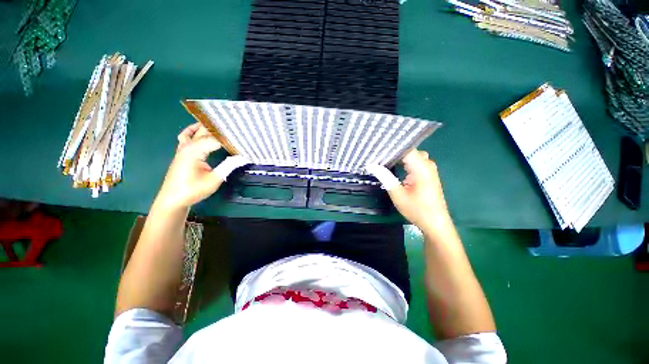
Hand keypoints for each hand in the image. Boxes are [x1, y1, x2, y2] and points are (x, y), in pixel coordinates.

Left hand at [156, 123, 245, 209]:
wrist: (173, 199)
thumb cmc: (193, 190)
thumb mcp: (215, 179)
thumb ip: (229, 165)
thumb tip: (244, 157)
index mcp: (195, 150)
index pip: (216, 139)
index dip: (230, 139)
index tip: (243, 140)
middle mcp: (188, 146)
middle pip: (206, 132)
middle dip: (221, 130)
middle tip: (236, 131)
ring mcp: (183, 148)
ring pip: (196, 132)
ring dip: (208, 129)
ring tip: (222, 128)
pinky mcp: (182, 152)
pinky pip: (186, 136)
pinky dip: (193, 131)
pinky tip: (200, 129)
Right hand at [368, 150, 450, 233]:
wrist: (435, 223)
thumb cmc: (417, 210)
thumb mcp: (397, 194)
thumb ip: (385, 177)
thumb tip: (371, 165)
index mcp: (421, 167)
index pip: (405, 149)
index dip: (390, 147)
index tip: (376, 148)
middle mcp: (427, 164)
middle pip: (408, 151)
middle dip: (393, 151)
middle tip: (377, 154)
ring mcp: (429, 169)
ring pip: (411, 155)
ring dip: (398, 157)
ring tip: (382, 158)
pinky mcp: (428, 174)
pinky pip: (415, 161)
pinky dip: (404, 162)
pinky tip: (394, 165)